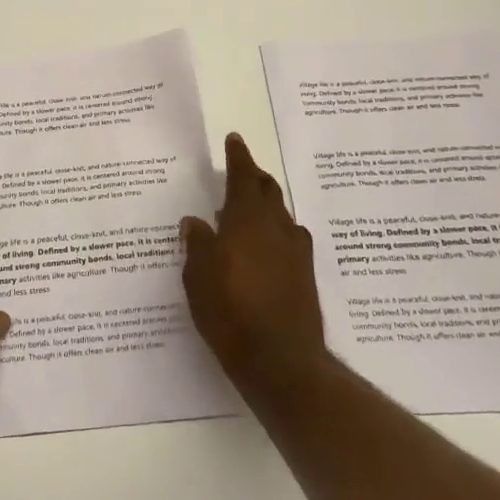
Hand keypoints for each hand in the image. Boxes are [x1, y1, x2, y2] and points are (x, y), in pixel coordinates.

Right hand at [181, 134, 328, 398]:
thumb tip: (194, 221)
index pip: (243, 177)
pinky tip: (267, 248)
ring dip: (267, 206)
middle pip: (268, 191)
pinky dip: (277, 233)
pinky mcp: (305, 276)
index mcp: (247, 219)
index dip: (238, 157)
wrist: (281, 360)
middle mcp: (276, 227)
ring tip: (249, 210)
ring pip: (281, 215)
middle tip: (242, 171)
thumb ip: (197, 244)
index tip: (234, 139)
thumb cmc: (230, 311)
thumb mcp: (198, 276)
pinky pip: (290, 240)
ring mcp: (295, 252)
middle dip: (255, 178)